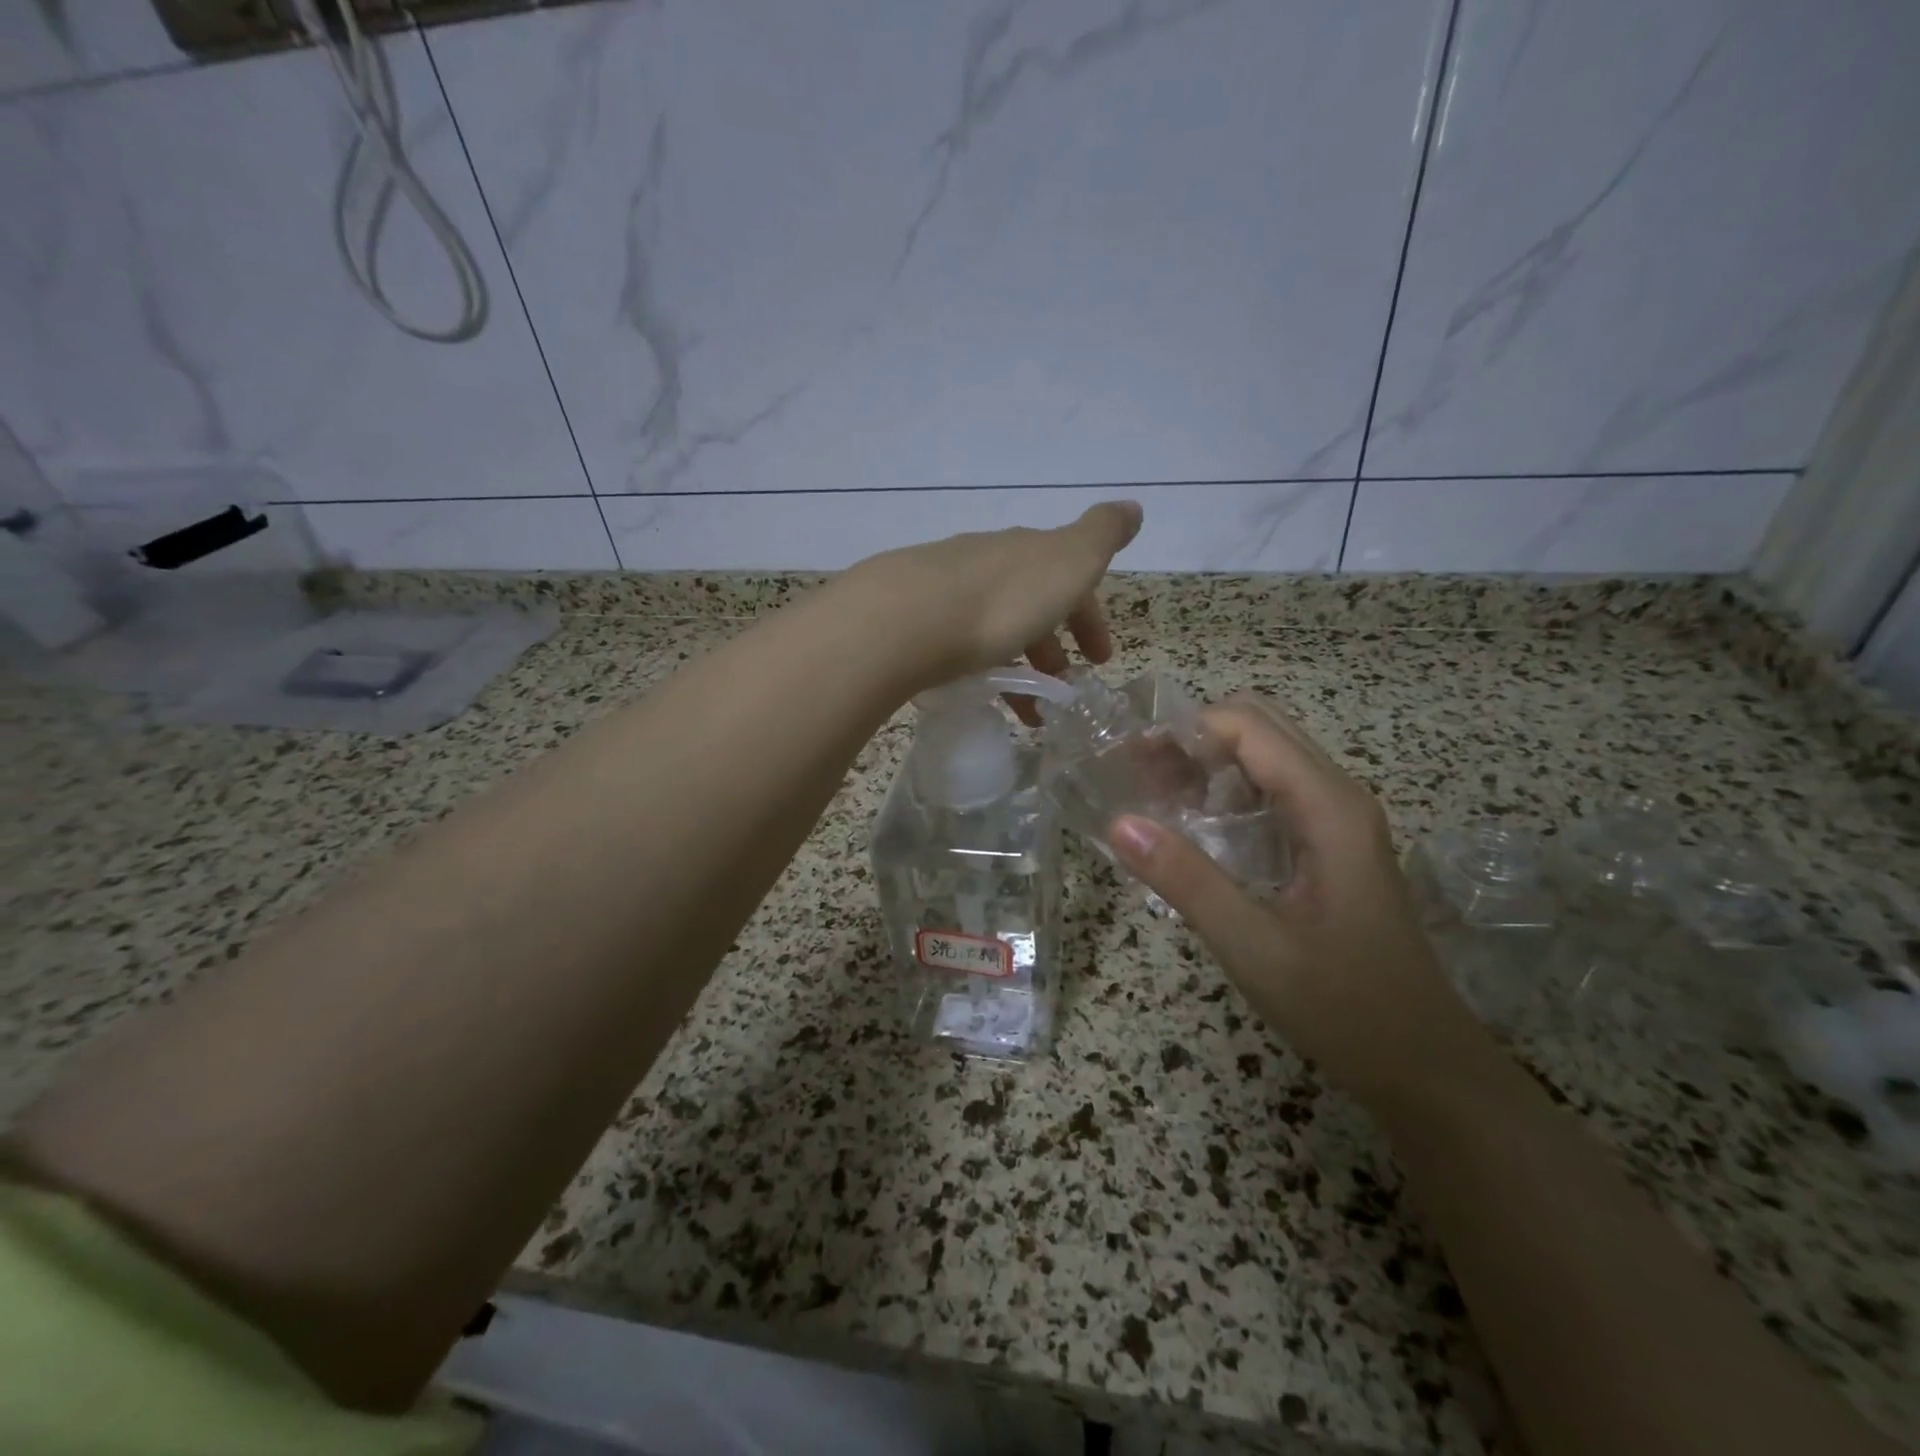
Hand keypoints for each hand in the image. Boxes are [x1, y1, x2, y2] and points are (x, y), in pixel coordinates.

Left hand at [840, 502, 1142, 694]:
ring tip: (1028, 715)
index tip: (1101, 659)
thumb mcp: (1069, 563)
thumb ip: (1101, 536)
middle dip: (1052, 646)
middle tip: (1063, 689)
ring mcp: (944, 590)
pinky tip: (979, 697)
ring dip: (1019, 669)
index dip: (1089, 618)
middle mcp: (985, 562)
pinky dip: (980, 672)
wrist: (906, 618)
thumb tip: (1132, 506)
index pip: (1068, 580)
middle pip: (1028, 604)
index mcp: (1026, 552)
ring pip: (993, 628)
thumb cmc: (1002, 598)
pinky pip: (959, 648)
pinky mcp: (912, 622)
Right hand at [1108, 696, 1485, 1102]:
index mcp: (1328, 807)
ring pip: (1265, 758)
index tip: (1128, 758)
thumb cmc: (1344, 1007)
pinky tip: (1193, 827)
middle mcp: (1337, 797)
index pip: (1247, 727)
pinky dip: (1225, 792)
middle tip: (1137, 775)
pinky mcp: (1330, 845)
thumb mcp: (1254, 947)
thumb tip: (1119, 822)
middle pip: (1258, 728)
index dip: (1184, 729)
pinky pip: (1271, 792)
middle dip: (1192, 739)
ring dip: (1206, 763)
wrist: (1423, 1064)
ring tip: (1153, 796)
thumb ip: (1186, 880)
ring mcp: (1337, 820)